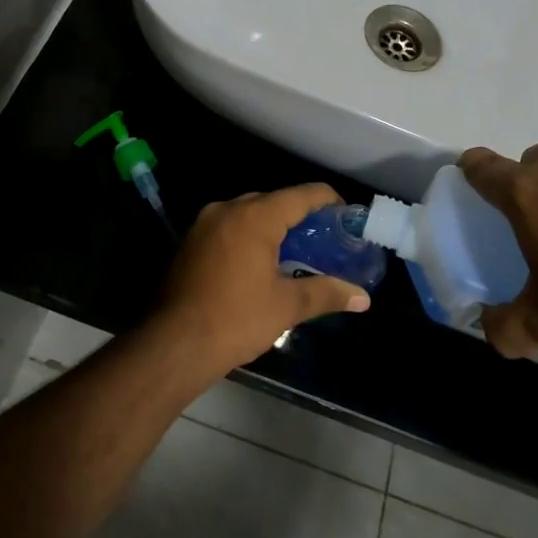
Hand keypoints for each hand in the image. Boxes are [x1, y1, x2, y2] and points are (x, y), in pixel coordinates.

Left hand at [149, 184, 371, 380]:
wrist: (173, 343)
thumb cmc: (236, 319)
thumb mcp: (286, 306)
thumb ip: (326, 293)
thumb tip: (363, 298)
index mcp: (255, 216)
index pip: (301, 195)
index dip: (328, 201)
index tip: (346, 216)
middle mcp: (228, 209)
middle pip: (273, 201)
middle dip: (299, 216)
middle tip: (323, 239)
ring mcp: (204, 224)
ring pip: (247, 213)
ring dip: (272, 227)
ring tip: (295, 251)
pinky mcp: (189, 242)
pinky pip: (228, 228)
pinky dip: (248, 236)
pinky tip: (259, 262)